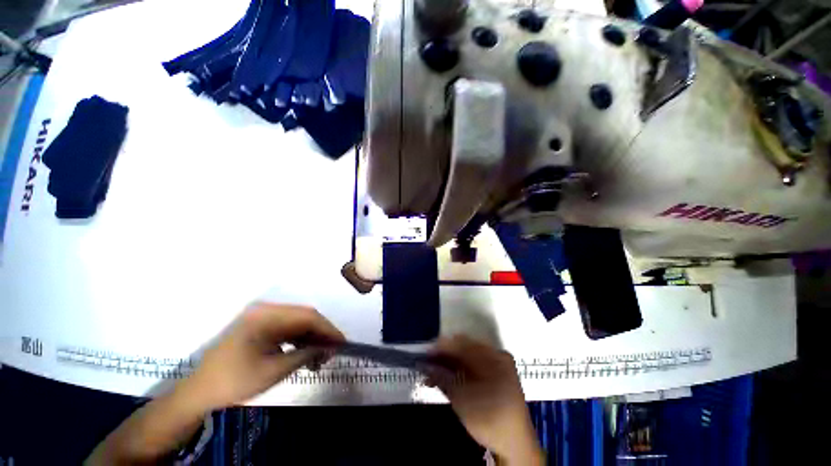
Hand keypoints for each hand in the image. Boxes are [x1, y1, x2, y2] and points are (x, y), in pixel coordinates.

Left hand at [182, 303, 344, 410]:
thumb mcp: (273, 371)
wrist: (198, 393)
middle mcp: (266, 310)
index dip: (327, 329)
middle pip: (303, 317)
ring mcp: (262, 318)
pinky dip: (299, 340)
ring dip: (311, 338)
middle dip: (321, 333)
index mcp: (266, 316)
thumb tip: (330, 348)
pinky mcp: (260, 327)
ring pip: (297, 323)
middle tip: (333, 351)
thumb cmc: (233, 381)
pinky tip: (306, 354)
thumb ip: (305, 355)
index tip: (342, 343)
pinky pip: (287, 329)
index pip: (307, 316)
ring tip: (321, 356)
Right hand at [430, 335, 543, 464]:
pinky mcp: (495, 374)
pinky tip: (445, 380)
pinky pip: (473, 366)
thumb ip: (443, 378)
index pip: (461, 343)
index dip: (441, 347)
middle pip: (464, 349)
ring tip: (431, 376)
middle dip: (443, 357)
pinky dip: (458, 372)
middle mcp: (495, 354)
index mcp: (492, 356)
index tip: (425, 354)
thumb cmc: (490, 420)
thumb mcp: (462, 400)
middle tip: (426, 366)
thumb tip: (425, 365)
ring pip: (467, 358)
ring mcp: (497, 364)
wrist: (516, 444)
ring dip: (449, 365)